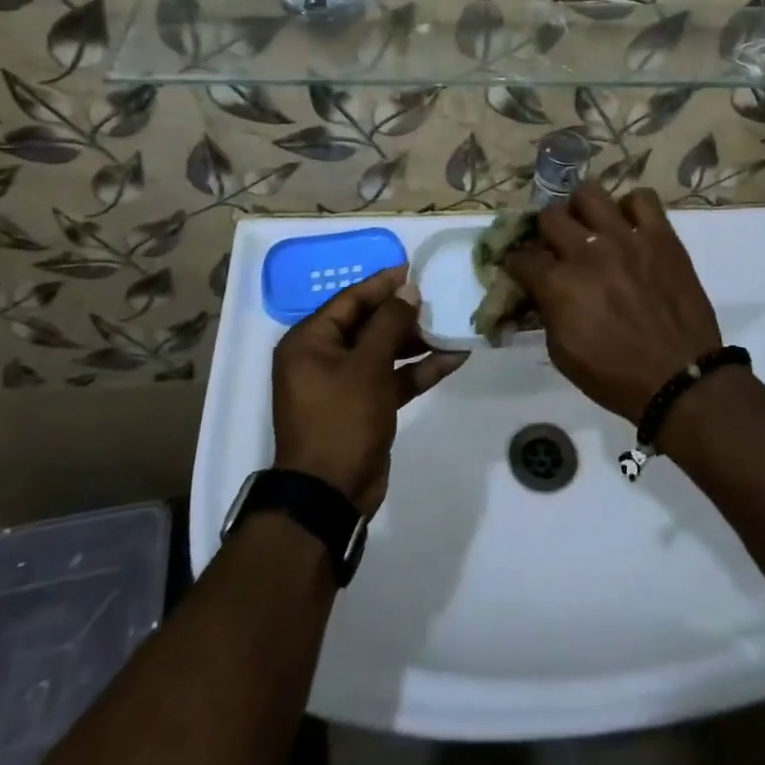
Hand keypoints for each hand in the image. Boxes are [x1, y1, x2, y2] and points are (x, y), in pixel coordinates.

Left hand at [272, 267, 466, 516]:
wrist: (330, 496)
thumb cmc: (341, 419)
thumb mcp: (367, 366)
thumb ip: (390, 323)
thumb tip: (408, 289)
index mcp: (309, 342)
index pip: (349, 300)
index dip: (382, 283)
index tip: (414, 268)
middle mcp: (323, 357)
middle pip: (368, 323)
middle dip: (404, 313)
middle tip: (439, 297)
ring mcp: (344, 384)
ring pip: (384, 351)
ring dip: (416, 341)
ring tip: (452, 323)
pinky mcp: (364, 406)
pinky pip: (392, 378)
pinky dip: (418, 369)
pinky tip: (454, 357)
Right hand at [502, 185, 720, 422]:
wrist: (680, 380)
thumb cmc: (616, 377)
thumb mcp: (562, 354)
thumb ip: (547, 312)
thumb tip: (541, 291)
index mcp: (560, 284)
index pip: (521, 257)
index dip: (517, 264)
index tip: (523, 270)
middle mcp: (588, 252)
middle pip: (550, 217)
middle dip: (546, 233)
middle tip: (557, 248)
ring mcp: (627, 238)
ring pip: (589, 194)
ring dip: (582, 211)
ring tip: (591, 228)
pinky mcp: (661, 236)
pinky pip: (642, 198)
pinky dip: (631, 208)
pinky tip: (630, 228)